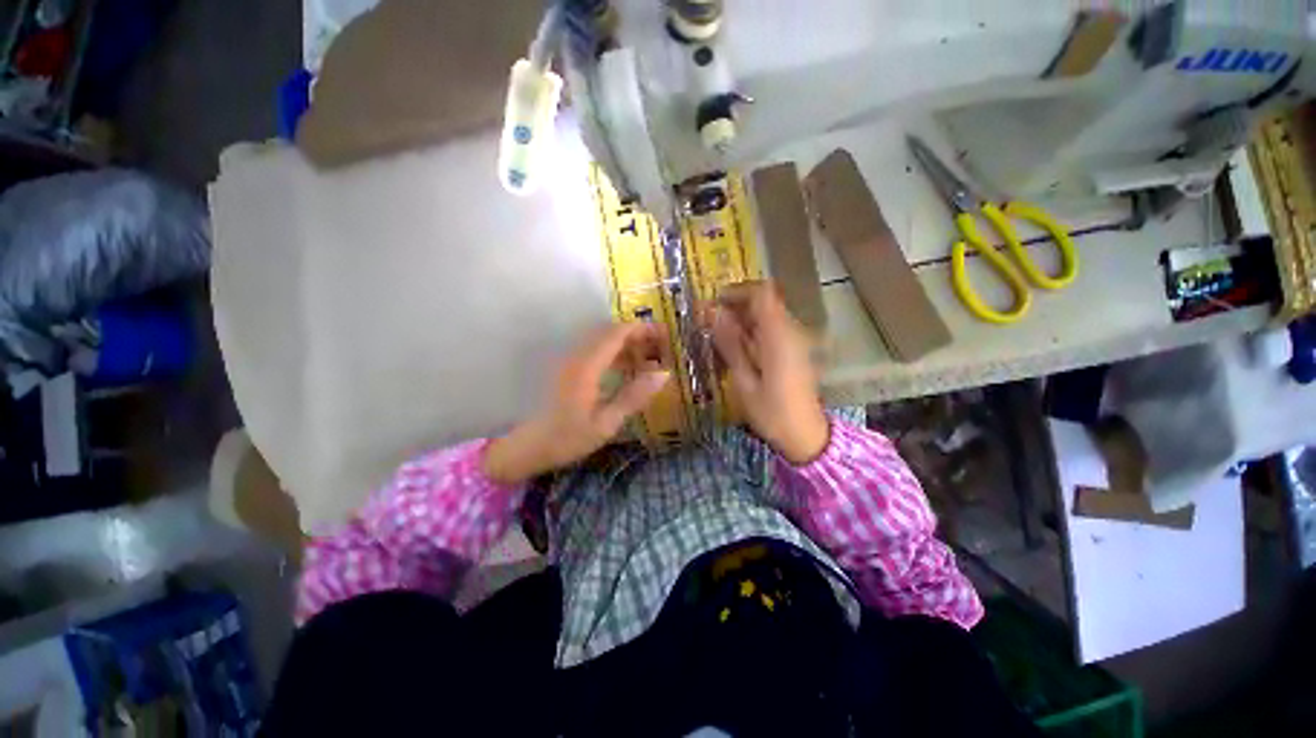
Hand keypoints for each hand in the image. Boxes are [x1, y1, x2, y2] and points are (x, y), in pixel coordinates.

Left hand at [483, 322, 670, 484]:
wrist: (526, 447)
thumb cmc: (567, 438)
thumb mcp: (606, 423)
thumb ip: (634, 396)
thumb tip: (663, 374)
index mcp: (587, 366)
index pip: (617, 334)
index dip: (642, 330)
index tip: (664, 335)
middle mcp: (577, 356)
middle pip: (610, 332)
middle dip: (637, 335)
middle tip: (660, 348)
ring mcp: (570, 360)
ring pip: (602, 340)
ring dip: (626, 344)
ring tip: (647, 359)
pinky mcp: (567, 368)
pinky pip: (595, 350)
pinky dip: (614, 353)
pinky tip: (626, 369)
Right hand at [701, 281, 828, 464]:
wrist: (806, 435)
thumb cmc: (772, 412)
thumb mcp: (744, 381)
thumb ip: (730, 344)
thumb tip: (712, 314)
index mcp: (779, 336)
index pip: (761, 293)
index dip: (736, 292)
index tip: (713, 304)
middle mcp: (790, 331)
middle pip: (764, 301)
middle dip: (734, 306)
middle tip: (709, 324)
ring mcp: (794, 340)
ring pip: (766, 315)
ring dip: (741, 320)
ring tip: (717, 338)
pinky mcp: (794, 350)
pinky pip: (770, 329)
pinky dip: (751, 332)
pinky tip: (735, 351)